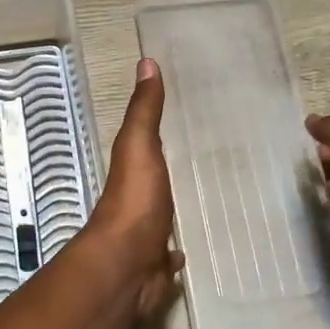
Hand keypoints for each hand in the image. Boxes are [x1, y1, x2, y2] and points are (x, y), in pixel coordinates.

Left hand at [84, 59, 184, 324]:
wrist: (126, 266)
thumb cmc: (134, 201)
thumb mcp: (139, 147)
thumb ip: (144, 111)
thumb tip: (146, 61)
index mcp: (132, 171)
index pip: (145, 145)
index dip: (158, 134)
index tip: (184, 120)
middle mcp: (136, 202)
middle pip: (154, 183)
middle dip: (169, 176)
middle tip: (202, 163)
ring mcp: (146, 236)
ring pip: (162, 218)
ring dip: (173, 212)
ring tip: (202, 202)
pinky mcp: (157, 267)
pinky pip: (170, 256)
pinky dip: (177, 252)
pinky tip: (189, 250)